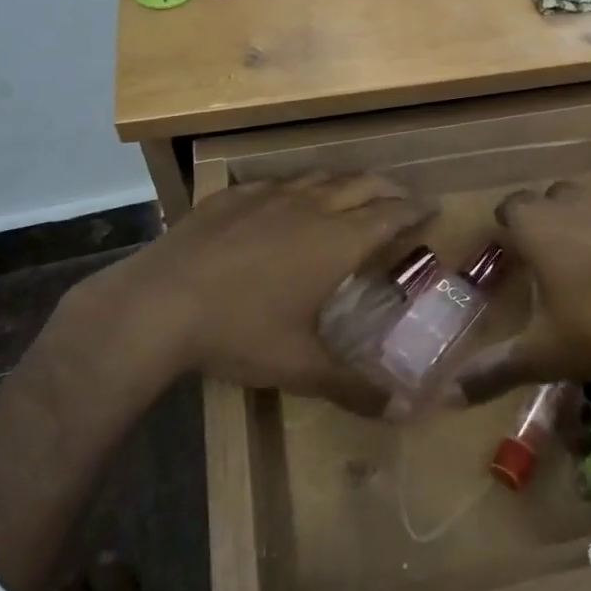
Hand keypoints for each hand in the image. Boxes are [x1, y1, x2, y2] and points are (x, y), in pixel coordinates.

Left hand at [61, 173, 433, 413]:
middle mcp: (309, 207)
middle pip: (361, 185)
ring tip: (351, 193)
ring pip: (318, 177)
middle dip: (387, 189)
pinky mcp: (231, 196)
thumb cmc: (239, 332)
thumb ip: (354, 387)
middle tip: (401, 199)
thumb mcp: (300, 367)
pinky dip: (295, 188)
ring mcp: (267, 196)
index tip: (433, 207)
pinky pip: (275, 182)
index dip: (414, 210)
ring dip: (344, 183)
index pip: (390, 215)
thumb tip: (404, 412)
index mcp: (336, 241)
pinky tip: (285, 200)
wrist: (157, 304)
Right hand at [449, 179, 590, 404]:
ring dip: (578, 226)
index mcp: (538, 228)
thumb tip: (448, 395)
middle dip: (541, 219)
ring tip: (577, 268)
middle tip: (537, 257)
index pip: (510, 206)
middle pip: (550, 197)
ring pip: (588, 206)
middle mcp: (574, 209)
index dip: (504, 224)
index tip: (502, 249)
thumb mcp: (542, 355)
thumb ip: (495, 370)